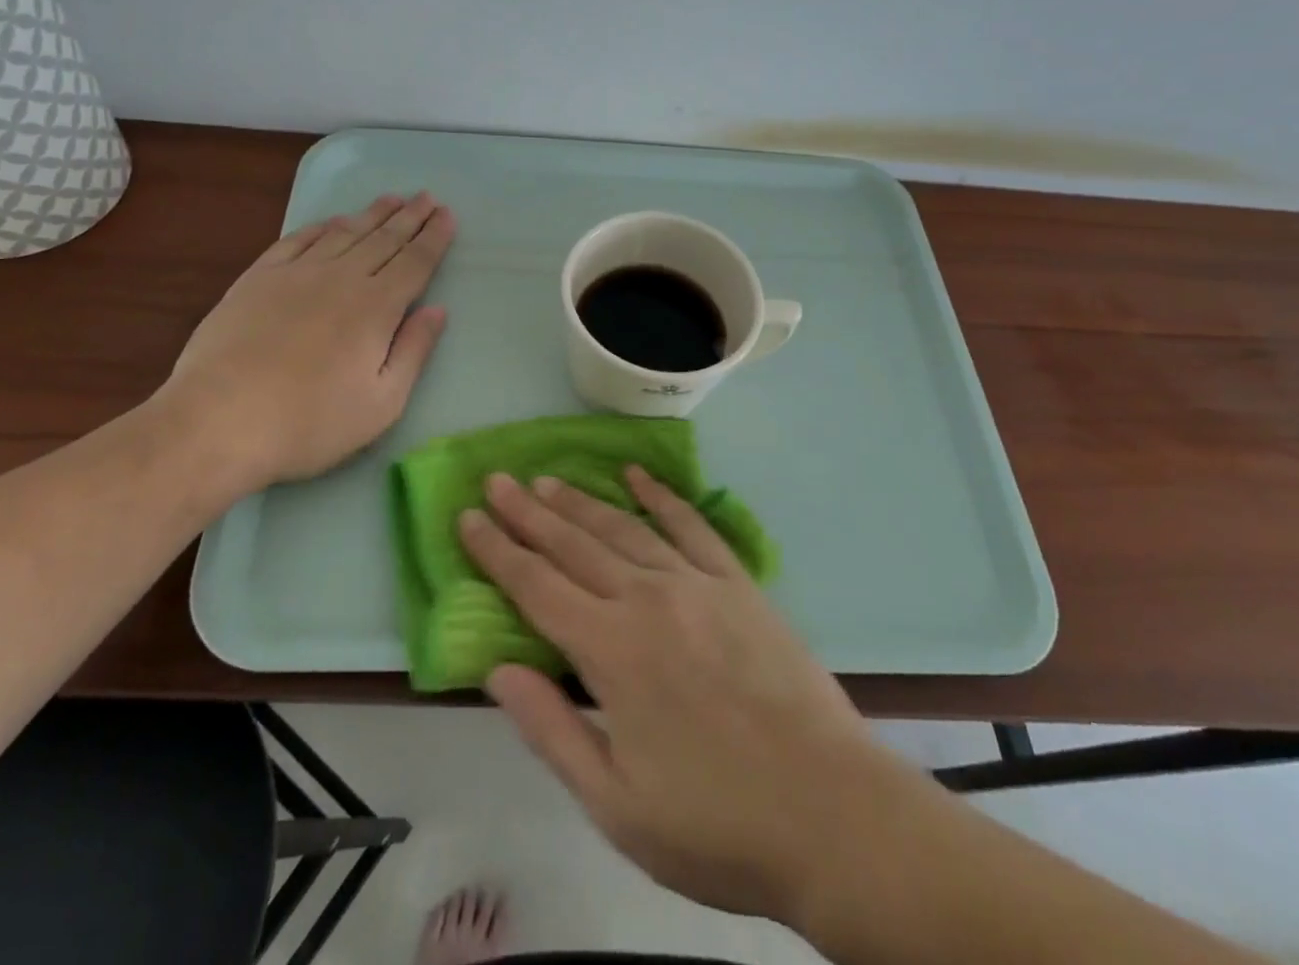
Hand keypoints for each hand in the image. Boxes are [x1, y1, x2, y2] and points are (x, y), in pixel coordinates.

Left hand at [157, 192, 455, 499]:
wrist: (218, 421)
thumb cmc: (310, 423)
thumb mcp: (381, 403)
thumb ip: (413, 351)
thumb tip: (438, 310)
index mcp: (376, 308)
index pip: (414, 262)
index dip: (434, 238)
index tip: (447, 215)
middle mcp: (341, 278)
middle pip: (384, 239)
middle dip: (410, 217)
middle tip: (427, 196)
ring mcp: (296, 274)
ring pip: (344, 233)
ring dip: (371, 214)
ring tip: (391, 199)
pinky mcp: (258, 278)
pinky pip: (297, 240)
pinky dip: (321, 226)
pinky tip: (333, 221)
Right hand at [459, 466, 936, 924]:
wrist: (830, 812)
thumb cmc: (715, 822)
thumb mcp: (615, 804)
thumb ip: (550, 729)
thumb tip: (496, 670)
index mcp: (610, 650)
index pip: (536, 587)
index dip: (496, 551)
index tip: (467, 517)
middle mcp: (646, 598)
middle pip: (573, 544)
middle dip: (528, 512)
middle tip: (497, 481)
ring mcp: (696, 583)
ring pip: (623, 528)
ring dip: (580, 502)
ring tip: (547, 480)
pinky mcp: (737, 582)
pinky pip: (690, 525)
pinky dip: (660, 496)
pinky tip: (638, 476)